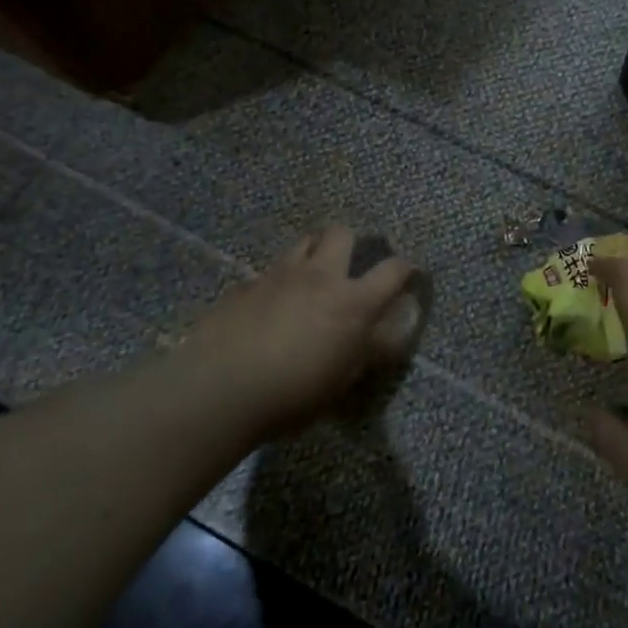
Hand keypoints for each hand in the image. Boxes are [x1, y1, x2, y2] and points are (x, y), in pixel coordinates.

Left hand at [156, 226, 416, 441]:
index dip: (405, 268)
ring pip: (304, 242)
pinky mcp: (246, 285)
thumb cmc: (292, 394)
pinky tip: (270, 305)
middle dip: (351, 242)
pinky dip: (279, 280)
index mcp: (353, 303)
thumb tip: (390, 334)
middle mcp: (320, 277)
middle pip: (342, 234)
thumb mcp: (342, 380)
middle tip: (349, 265)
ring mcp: (279, 275)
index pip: (393, 271)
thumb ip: (369, 350)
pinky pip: (271, 271)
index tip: (408, 274)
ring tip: (311, 276)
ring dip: (314, 252)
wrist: (220, 389)